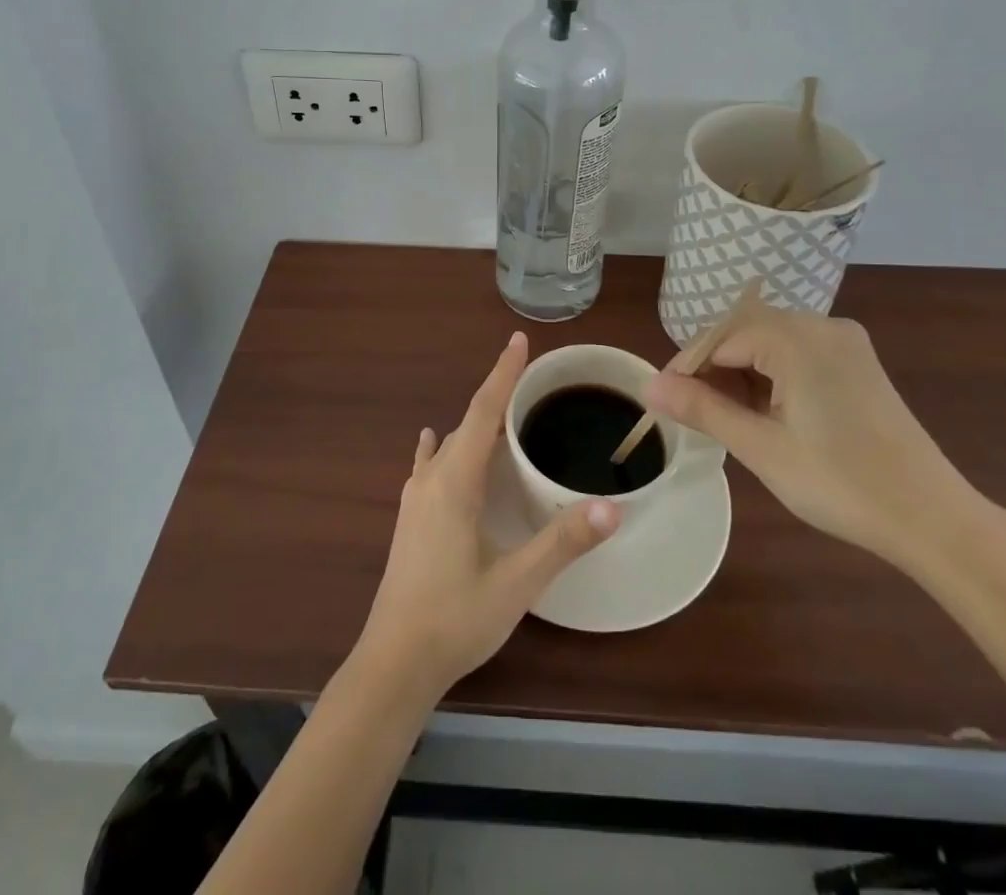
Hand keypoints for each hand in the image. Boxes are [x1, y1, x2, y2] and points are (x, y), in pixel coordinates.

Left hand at [353, 331, 618, 702]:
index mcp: (455, 482)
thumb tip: (612, 507)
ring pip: (449, 445)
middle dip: (497, 396)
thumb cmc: (455, 619)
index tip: (518, 340)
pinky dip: (441, 447)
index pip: (483, 412)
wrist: (393, 664)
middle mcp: (431, 480)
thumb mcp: (516, 583)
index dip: (502, 374)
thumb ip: (562, 543)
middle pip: (468, 424)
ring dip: (475, 423)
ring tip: (501, 411)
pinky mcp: (409, 520)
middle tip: (529, 379)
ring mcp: (415, 499)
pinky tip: (433, 443)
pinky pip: (429, 466)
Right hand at [645, 307, 983, 566]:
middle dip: (714, 370)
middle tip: (694, 415)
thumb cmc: (840, 483)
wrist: (933, 519)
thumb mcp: (761, 447)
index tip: (666, 402)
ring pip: (772, 344)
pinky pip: (799, 356)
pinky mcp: (858, 365)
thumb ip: (702, 409)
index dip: (687, 367)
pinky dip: (772, 378)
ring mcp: (845, 344)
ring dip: (742, 374)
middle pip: (746, 333)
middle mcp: (823, 326)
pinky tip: (765, 414)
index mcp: (798, 338)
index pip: (721, 337)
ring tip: (726, 419)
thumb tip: (649, 386)